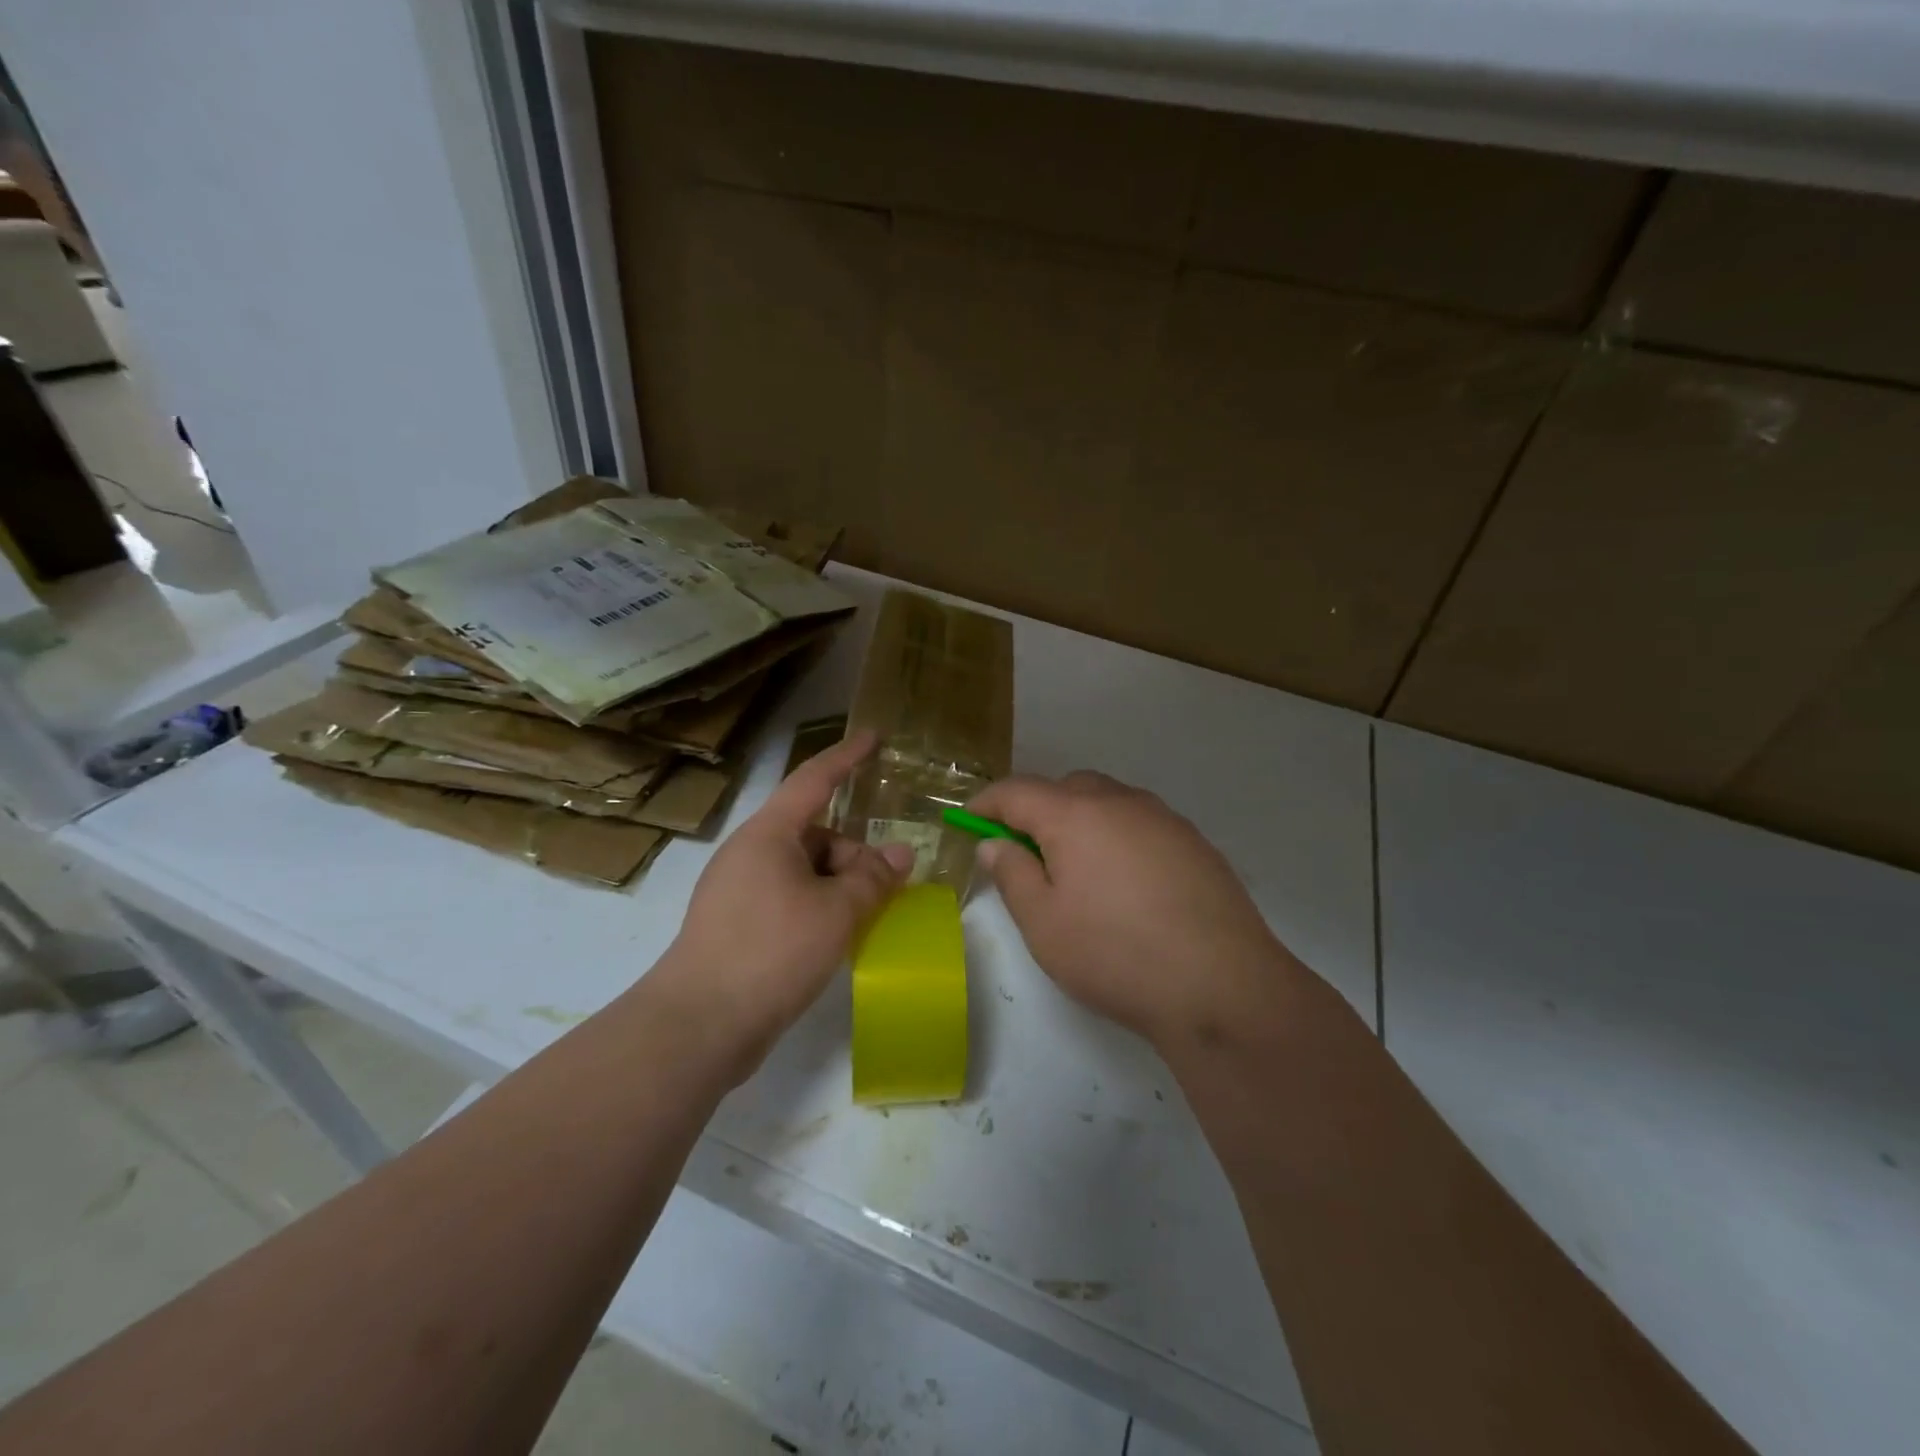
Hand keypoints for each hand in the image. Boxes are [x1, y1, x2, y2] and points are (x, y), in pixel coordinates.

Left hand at [659, 730, 913, 1069]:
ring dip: (839, 887)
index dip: (847, 756)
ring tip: (862, 923)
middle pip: (815, 834)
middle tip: (885, 892)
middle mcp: (751, 853)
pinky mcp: (737, 924)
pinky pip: (789, 898)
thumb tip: (901, 854)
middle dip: (854, 856)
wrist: (700, 1024)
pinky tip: (836, 939)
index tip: (874, 736)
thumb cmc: (772, 951)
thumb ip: (873, 879)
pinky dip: (819, 908)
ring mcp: (740, 890)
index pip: (814, 779)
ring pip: (805, 870)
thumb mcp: (837, 913)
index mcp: (769, 834)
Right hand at [969, 771, 1308, 1048]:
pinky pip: (1141, 824)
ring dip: (1081, 821)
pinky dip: (1118, 837)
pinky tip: (1126, 885)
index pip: (1017, 791)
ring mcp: (1164, 819)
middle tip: (1025, 853)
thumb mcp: (1044, 923)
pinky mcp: (1195, 843)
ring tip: (1077, 871)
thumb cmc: (1115, 954)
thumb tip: (995, 843)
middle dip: (1037, 810)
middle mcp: (1121, 802)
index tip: (968, 820)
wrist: (1222, 986)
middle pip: (1066, 788)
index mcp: (1075, 814)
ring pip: (1108, 802)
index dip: (987, 802)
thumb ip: (1012, 874)